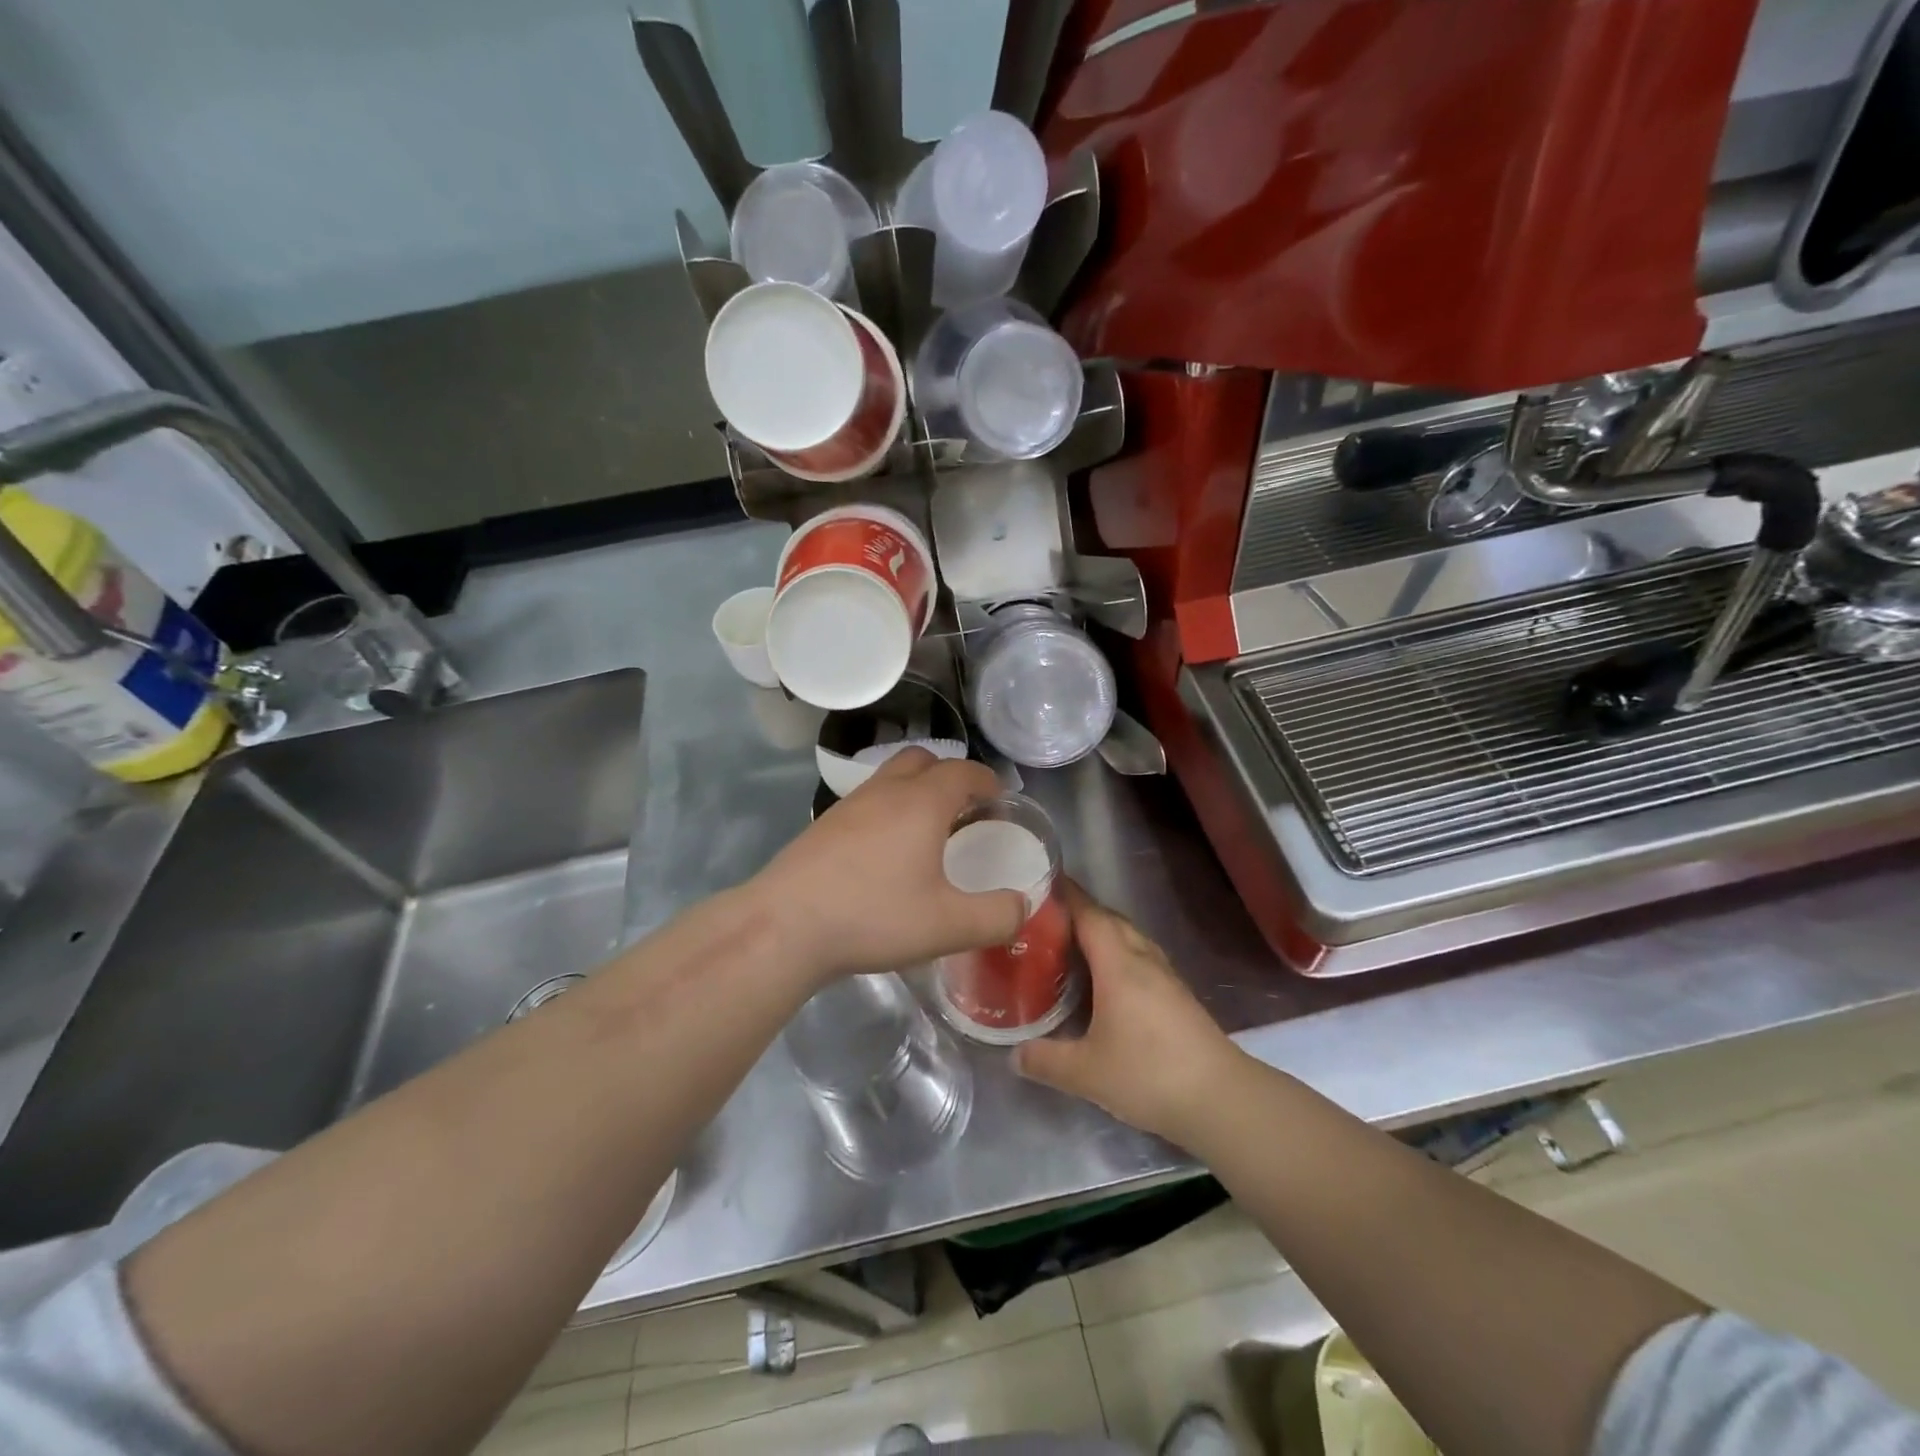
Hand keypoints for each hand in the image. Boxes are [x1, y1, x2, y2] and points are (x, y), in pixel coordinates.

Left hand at [747, 749, 1027, 982]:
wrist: (785, 926)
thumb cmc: (874, 917)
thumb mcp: (948, 926)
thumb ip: (996, 916)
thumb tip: (1022, 905)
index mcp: (921, 802)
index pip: (963, 771)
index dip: (987, 781)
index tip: (999, 800)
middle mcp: (884, 791)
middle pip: (922, 760)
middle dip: (948, 776)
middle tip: (963, 810)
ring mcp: (848, 806)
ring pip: (889, 778)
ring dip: (914, 792)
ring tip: (926, 832)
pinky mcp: (823, 826)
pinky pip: (866, 802)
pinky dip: (886, 812)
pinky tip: (884, 854)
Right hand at [1015, 882, 1242, 1143]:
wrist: (1221, 1099)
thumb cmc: (1149, 1074)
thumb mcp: (1086, 1072)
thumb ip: (1045, 1060)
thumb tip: (1014, 1054)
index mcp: (1119, 964)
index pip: (1089, 914)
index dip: (1066, 896)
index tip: (1039, 883)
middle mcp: (1143, 960)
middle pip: (1110, 921)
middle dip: (1080, 912)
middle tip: (1045, 918)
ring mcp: (1166, 977)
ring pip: (1129, 939)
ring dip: (1102, 933)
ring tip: (1071, 944)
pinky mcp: (1178, 997)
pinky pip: (1141, 958)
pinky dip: (1118, 955)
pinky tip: (1107, 980)